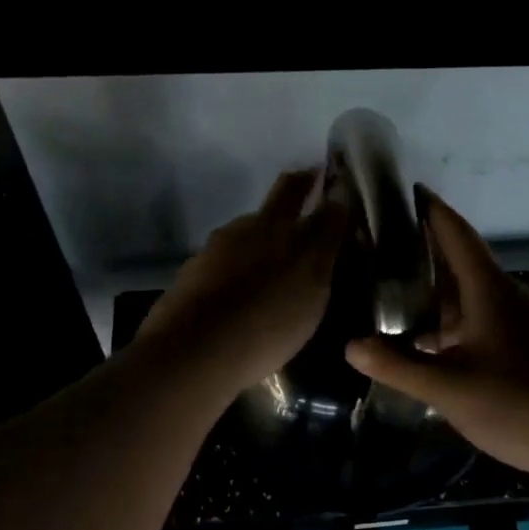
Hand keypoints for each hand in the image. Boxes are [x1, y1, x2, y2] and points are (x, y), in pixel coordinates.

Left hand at [135, 170, 346, 396]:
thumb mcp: (313, 281)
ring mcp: (211, 254)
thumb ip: (326, 238)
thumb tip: (337, 203)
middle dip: (291, 197)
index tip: (325, 175)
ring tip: (276, 268)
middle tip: (306, 205)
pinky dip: (239, 275)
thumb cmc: (267, 318)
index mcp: (274, 224)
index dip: (314, 180)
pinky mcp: (190, 282)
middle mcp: (241, 229)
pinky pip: (224, 269)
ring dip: (262, 244)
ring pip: (245, 239)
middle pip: (270, 207)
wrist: (193, 353)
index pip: (298, 189)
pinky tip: (244, 299)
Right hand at [345, 194, 528, 489]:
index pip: (457, 236)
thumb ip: (399, 367)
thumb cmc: (524, 403)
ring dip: (444, 300)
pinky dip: (463, 327)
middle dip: (428, 259)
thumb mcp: (450, 389)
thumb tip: (351, 345)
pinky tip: (445, 354)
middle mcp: (512, 298)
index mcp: (490, 291)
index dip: (433, 211)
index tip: (411, 190)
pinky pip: (492, 324)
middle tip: (386, 256)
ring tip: (404, 308)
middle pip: (465, 267)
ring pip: (478, 300)